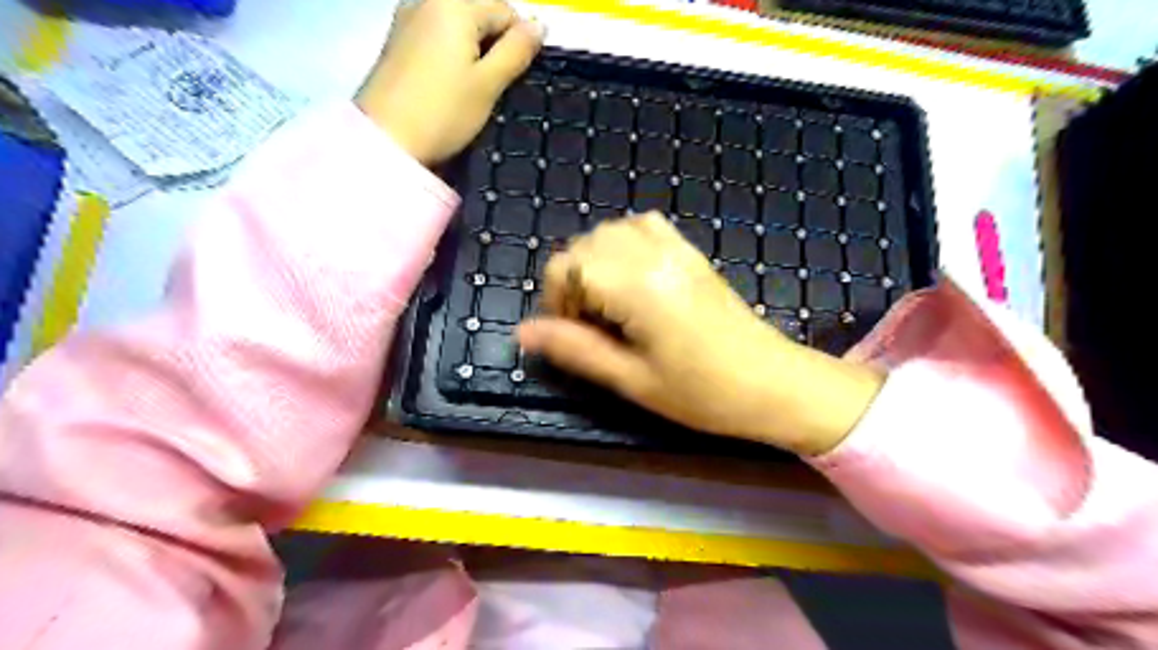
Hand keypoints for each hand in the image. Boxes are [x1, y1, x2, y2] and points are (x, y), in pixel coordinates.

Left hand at [355, 0, 544, 166]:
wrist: (386, 140)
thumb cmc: (443, 112)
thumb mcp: (489, 84)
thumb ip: (516, 51)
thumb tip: (539, 25)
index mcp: (455, 4)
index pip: (505, 10)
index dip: (518, 43)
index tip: (512, 79)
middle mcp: (428, 0)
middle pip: (479, 13)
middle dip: (493, 45)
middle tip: (492, 87)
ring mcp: (407, 18)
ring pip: (458, 26)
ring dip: (473, 52)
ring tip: (470, 89)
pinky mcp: (397, 40)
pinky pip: (437, 36)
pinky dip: (451, 55)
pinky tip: (448, 85)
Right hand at [517, 211, 887, 453]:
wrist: (772, 383)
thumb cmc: (702, 392)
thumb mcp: (631, 379)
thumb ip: (574, 349)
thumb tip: (522, 332)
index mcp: (637, 286)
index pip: (566, 266)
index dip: (555, 300)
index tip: (573, 335)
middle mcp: (653, 254)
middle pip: (584, 245)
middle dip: (573, 282)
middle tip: (592, 326)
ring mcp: (676, 248)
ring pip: (611, 231)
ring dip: (596, 262)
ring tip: (610, 304)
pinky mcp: (691, 252)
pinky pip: (645, 227)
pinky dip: (624, 245)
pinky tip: (633, 279)